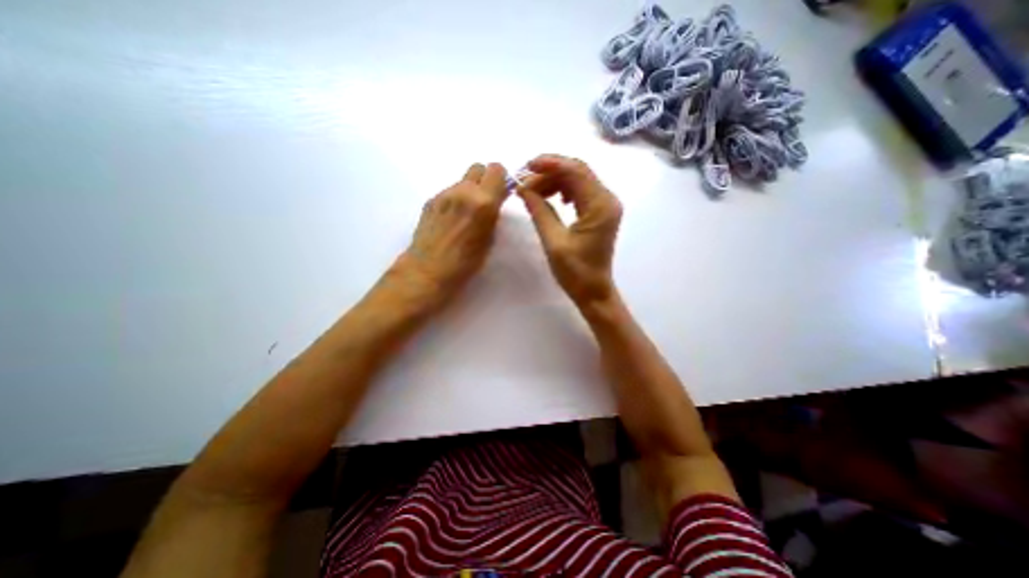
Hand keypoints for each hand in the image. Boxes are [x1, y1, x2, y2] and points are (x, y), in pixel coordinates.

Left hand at [397, 162, 508, 307]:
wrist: (428, 269)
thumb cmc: (465, 262)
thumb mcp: (489, 239)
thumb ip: (493, 214)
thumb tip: (494, 202)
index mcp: (483, 201)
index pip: (496, 169)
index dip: (501, 179)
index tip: (501, 192)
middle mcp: (463, 191)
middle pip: (478, 167)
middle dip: (485, 180)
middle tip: (485, 200)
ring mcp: (444, 193)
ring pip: (462, 180)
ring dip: (469, 190)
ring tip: (466, 213)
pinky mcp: (430, 199)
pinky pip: (449, 191)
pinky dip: (455, 199)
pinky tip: (451, 219)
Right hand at [520, 152, 622, 305]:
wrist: (593, 291)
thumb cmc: (575, 272)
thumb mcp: (553, 241)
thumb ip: (539, 211)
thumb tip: (523, 189)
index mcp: (599, 206)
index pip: (575, 171)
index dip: (549, 164)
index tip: (526, 167)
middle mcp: (607, 199)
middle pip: (578, 171)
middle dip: (550, 171)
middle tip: (525, 181)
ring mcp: (605, 205)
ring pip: (578, 179)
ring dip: (555, 180)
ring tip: (533, 192)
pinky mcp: (600, 212)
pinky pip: (581, 191)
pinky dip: (563, 189)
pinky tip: (551, 198)